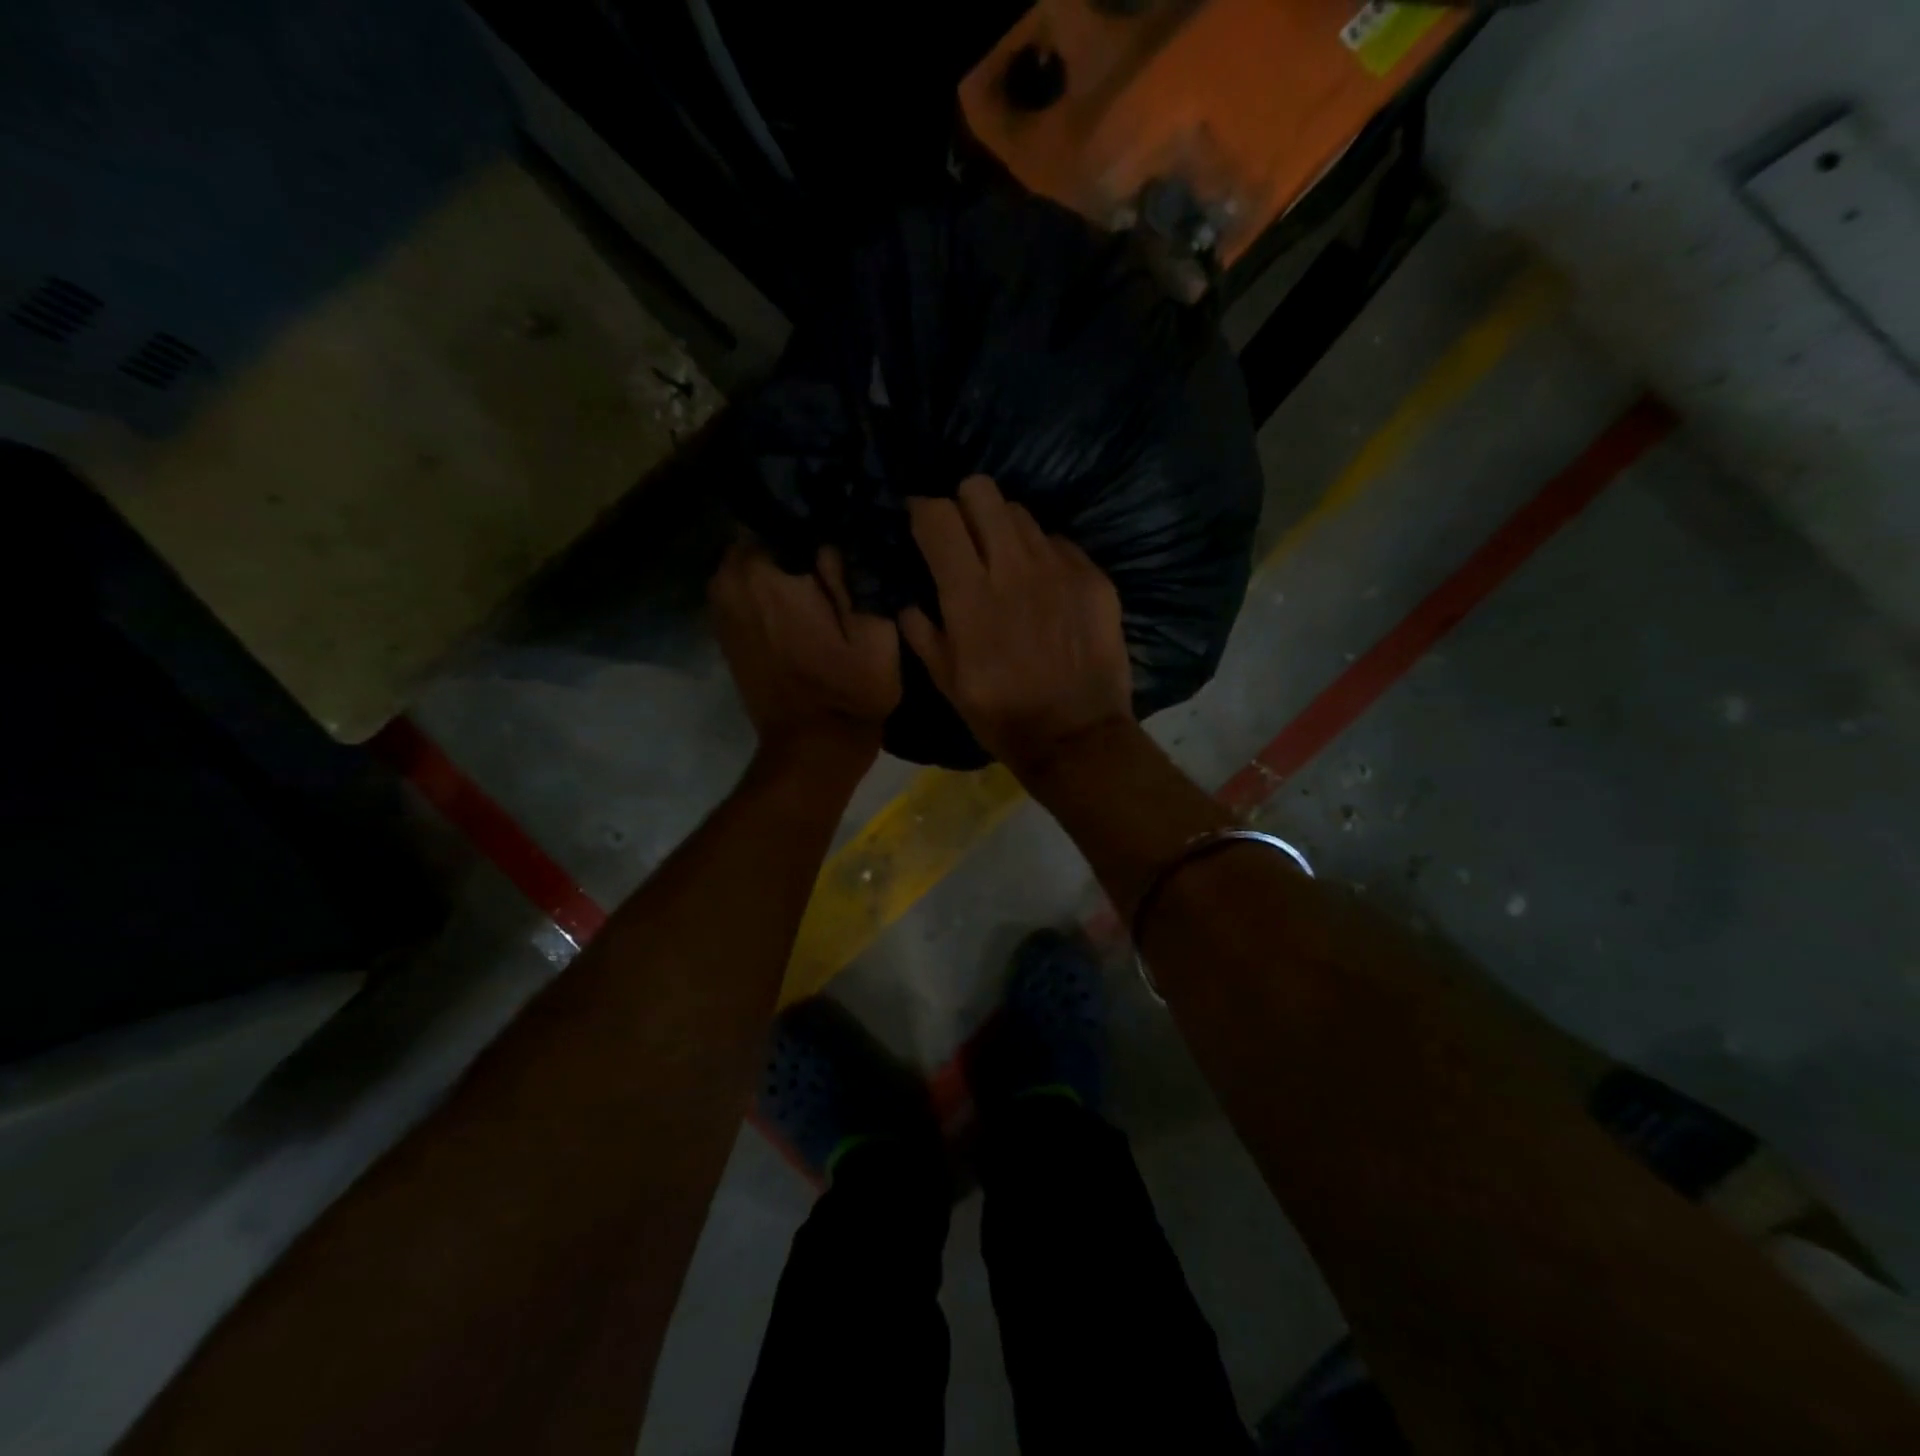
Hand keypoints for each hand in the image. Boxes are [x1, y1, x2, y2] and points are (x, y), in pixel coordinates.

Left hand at [709, 539, 900, 765]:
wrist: (812, 748)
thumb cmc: (851, 692)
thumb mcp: (874, 632)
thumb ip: (853, 570)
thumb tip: (840, 524)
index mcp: (766, 571)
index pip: (791, 509)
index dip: (824, 517)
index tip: (851, 532)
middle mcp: (730, 576)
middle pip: (771, 530)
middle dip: (804, 539)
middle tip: (843, 560)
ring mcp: (720, 601)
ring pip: (759, 555)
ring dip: (789, 562)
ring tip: (826, 582)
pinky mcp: (722, 623)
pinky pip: (748, 582)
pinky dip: (772, 585)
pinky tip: (804, 604)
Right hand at [900, 475, 1131, 778]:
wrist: (1077, 735)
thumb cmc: (1002, 715)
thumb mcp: (947, 682)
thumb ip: (922, 633)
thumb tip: (909, 603)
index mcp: (970, 594)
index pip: (938, 515)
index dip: (922, 511)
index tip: (919, 522)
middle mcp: (1014, 567)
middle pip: (982, 491)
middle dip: (964, 504)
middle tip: (963, 534)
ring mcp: (1059, 567)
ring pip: (1021, 513)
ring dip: (1003, 529)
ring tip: (1004, 561)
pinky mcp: (1093, 577)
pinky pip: (1057, 542)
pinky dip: (1041, 555)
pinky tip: (1043, 587)